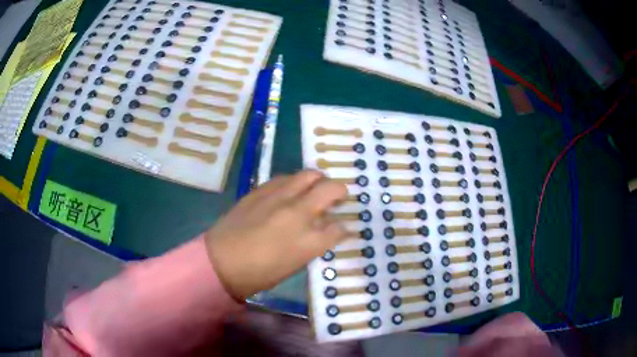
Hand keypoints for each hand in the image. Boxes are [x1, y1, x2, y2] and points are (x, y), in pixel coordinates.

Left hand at [204, 170, 347, 299]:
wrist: (222, 261)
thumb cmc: (260, 273)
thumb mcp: (295, 263)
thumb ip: (314, 243)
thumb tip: (324, 229)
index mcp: (308, 240)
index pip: (339, 228)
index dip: (344, 228)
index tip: (343, 227)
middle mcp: (298, 213)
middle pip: (331, 188)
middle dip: (340, 191)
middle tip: (337, 198)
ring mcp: (279, 198)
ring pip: (309, 175)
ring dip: (318, 180)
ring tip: (315, 189)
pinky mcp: (261, 190)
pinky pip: (285, 178)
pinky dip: (294, 182)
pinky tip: (290, 191)